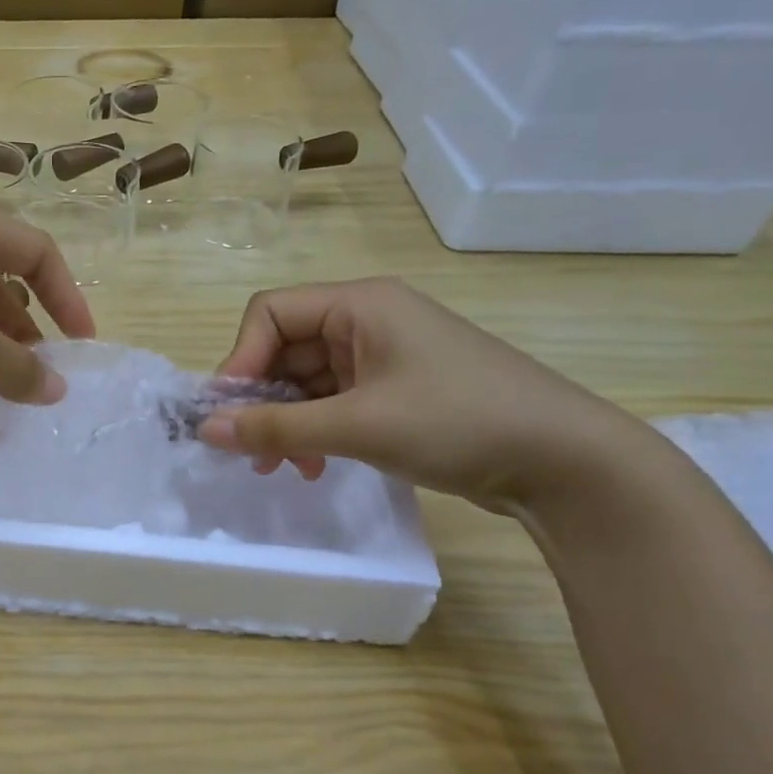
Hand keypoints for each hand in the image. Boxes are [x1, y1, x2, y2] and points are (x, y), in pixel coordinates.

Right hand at [200, 278, 638, 512]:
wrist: (567, 463)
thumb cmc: (457, 422)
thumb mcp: (357, 426)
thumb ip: (275, 427)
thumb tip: (205, 429)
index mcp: (359, 305)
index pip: (270, 313)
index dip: (240, 359)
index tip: (230, 413)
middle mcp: (367, 321)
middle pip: (285, 348)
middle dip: (261, 400)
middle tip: (248, 452)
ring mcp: (384, 356)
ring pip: (307, 380)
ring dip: (286, 422)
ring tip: (282, 468)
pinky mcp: (397, 390)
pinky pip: (334, 401)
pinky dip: (315, 430)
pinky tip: (315, 466)